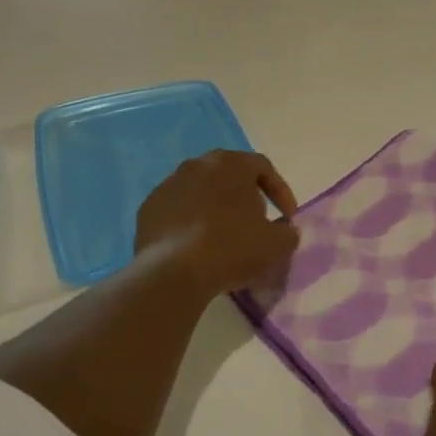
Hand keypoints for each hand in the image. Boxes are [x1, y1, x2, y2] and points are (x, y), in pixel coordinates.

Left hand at [135, 150, 299, 296]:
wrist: (173, 273)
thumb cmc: (232, 248)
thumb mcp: (277, 244)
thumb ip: (288, 232)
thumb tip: (284, 230)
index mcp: (231, 163)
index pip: (263, 167)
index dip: (280, 191)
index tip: (287, 217)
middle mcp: (197, 164)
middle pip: (229, 175)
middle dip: (246, 196)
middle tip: (256, 222)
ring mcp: (168, 185)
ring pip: (201, 192)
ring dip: (216, 209)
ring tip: (225, 237)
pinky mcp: (148, 209)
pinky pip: (178, 211)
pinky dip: (191, 223)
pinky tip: (197, 247)